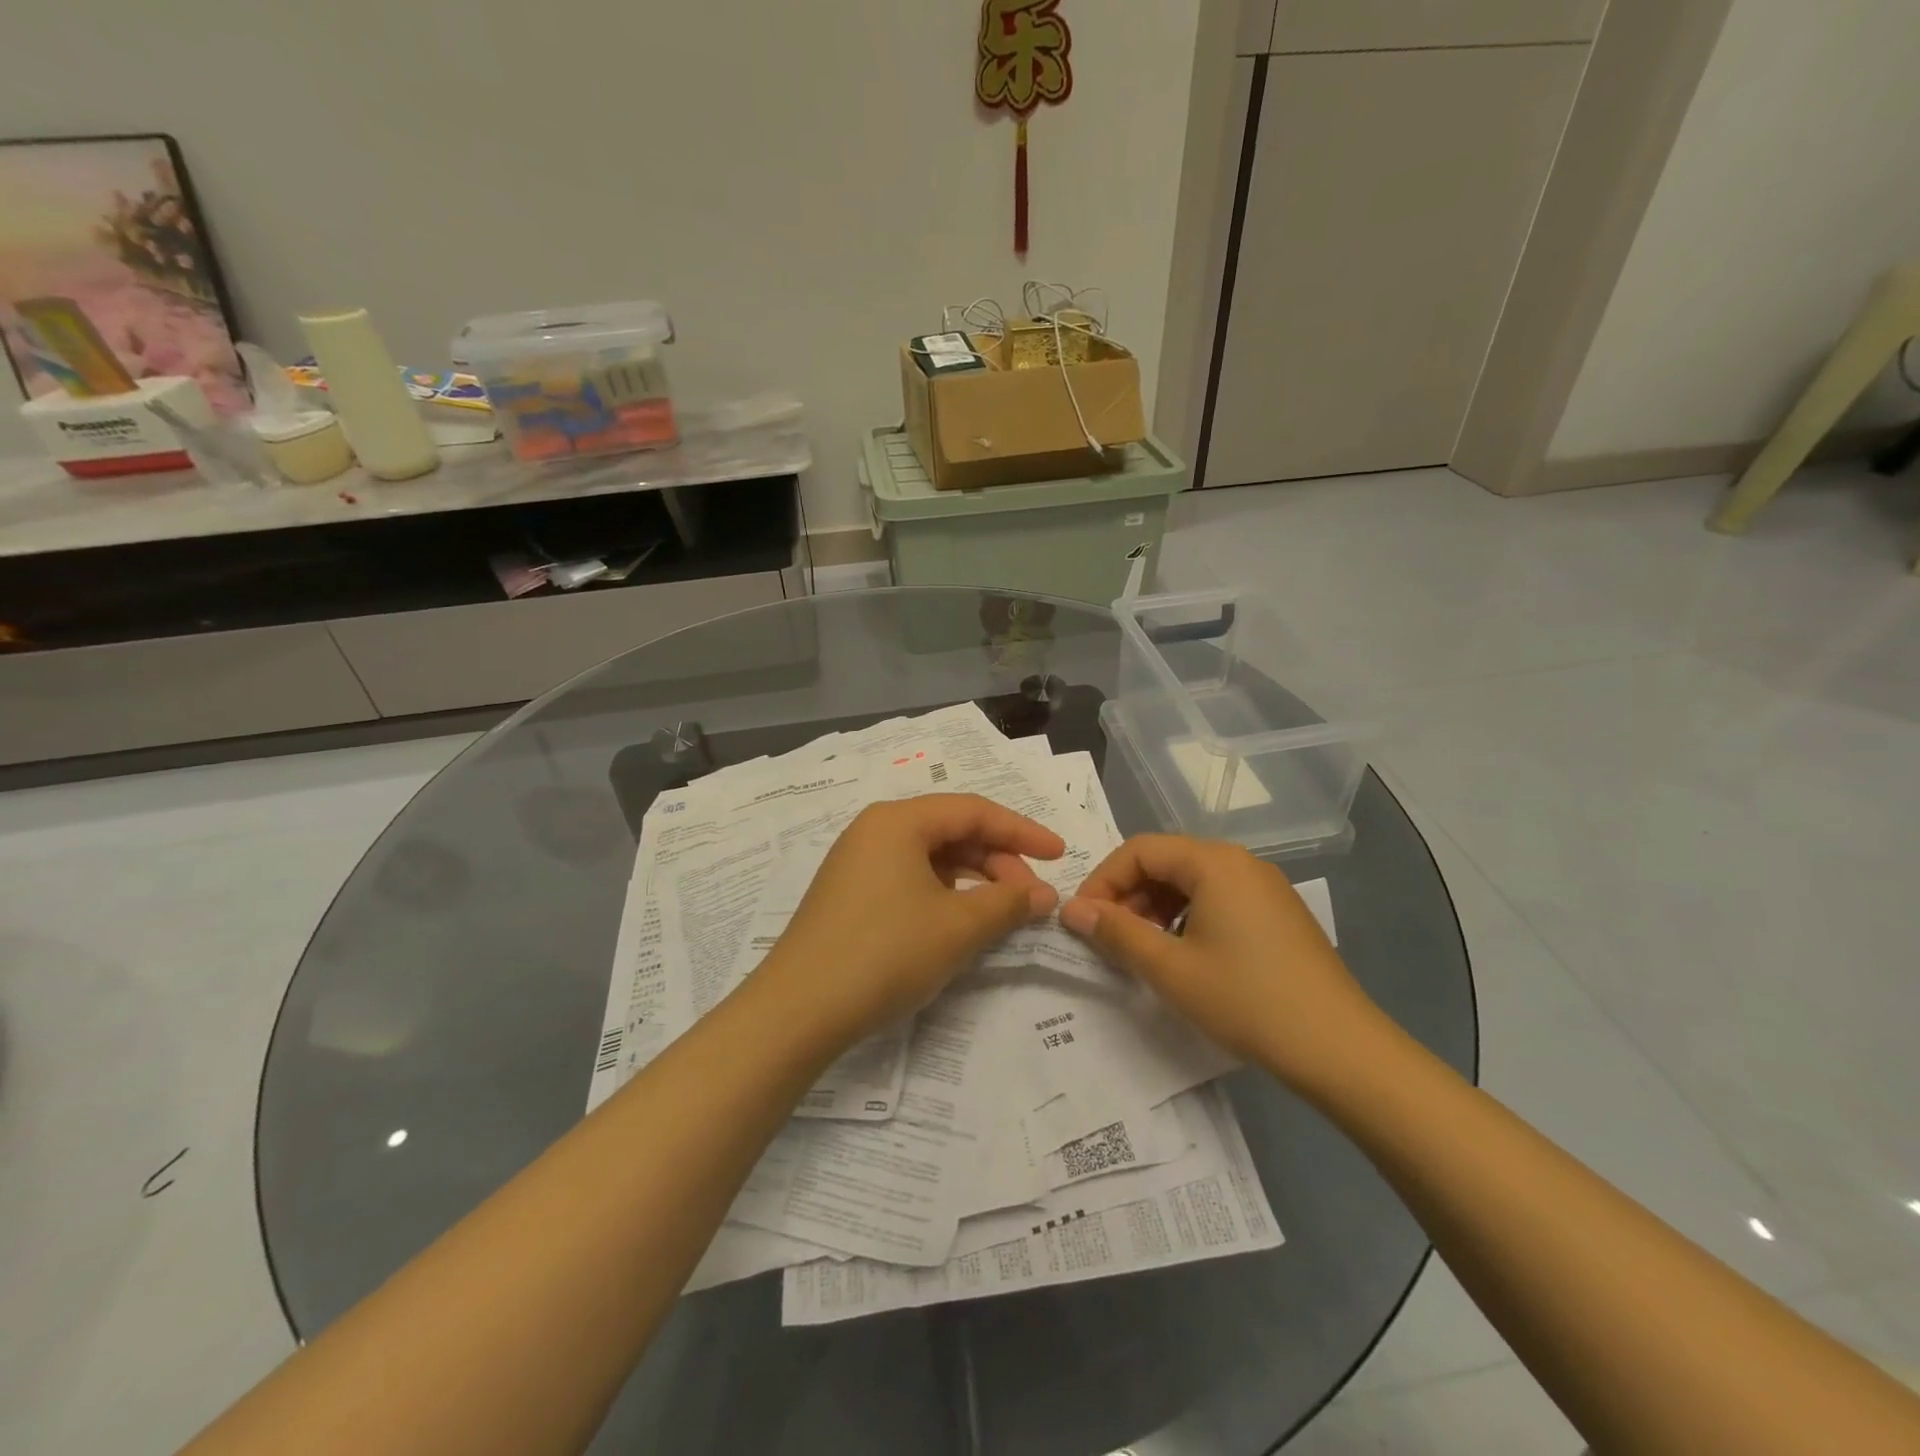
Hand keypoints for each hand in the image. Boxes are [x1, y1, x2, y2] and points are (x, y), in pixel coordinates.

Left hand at [754, 795, 1063, 1044]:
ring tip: (1002, 913)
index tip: (1060, 855)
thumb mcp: (958, 927)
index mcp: (898, 821)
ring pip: (930, 857)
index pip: (974, 811)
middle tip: (1031, 899)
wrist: (798, 1010)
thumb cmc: (885, 953)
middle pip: (951, 831)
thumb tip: (1045, 894)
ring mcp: (857, 862)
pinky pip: (909, 878)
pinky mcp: (849, 894)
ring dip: (973, 879)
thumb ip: (1008, 902)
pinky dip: (943, 894)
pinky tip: (960, 921)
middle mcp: (875, 830)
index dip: (1023, 832)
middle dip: (998, 861)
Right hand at [1059, 834, 1384, 1090]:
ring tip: (1143, 951)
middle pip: (1166, 861)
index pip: (1140, 850)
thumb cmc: (1247, 1000)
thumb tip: (1071, 909)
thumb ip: (1116, 933)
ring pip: (1191, 883)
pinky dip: (1187, 919)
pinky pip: (1218, 900)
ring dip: (1156, 909)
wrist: (1340, 1048)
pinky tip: (1183, 957)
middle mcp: (1241, 862)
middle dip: (1129, 895)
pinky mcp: (1278, 914)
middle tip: (1109, 938)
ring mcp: (1264, 888)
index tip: (1083, 920)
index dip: (1103, 880)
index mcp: (1214, 862)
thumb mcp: (1170, 969)